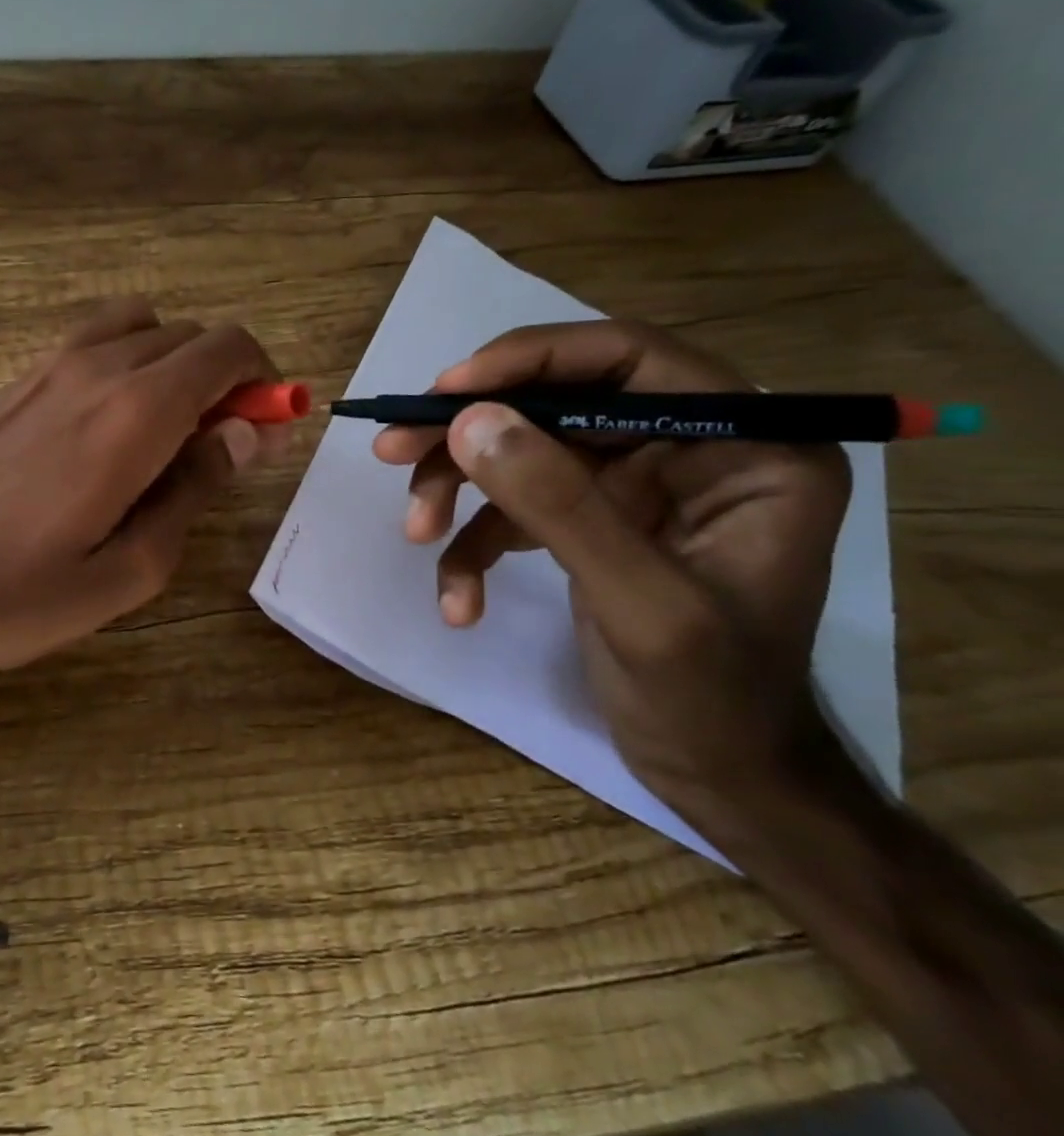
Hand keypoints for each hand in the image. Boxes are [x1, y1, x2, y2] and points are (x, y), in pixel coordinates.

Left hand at [0, 299, 285, 683]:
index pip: (227, 348)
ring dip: (170, 365)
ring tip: (161, 437)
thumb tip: (245, 433)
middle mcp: (95, 368)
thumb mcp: (126, 571)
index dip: (263, 379)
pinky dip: (124, 366)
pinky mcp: (14, 380)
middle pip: (188, 335)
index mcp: (135, 413)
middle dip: (221, 378)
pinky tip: (102, 433)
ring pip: (139, 328)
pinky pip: (91, 345)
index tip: (265, 428)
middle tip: (216, 450)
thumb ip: (194, 491)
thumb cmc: (11, 594)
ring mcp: (47, 366)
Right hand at [372, 321, 853, 826]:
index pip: (630, 360)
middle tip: (392, 449)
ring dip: (457, 490)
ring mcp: (632, 487)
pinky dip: (474, 546)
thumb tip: (469, 421)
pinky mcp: (588, 522)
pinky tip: (459, 599)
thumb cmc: (712, 698)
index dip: (533, 359)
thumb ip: (558, 506)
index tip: (448, 391)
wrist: (717, 776)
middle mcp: (687, 449)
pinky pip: (514, 509)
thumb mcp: (640, 602)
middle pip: (555, 404)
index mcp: (744, 448)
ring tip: (416, 531)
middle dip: (470, 432)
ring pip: (521, 452)